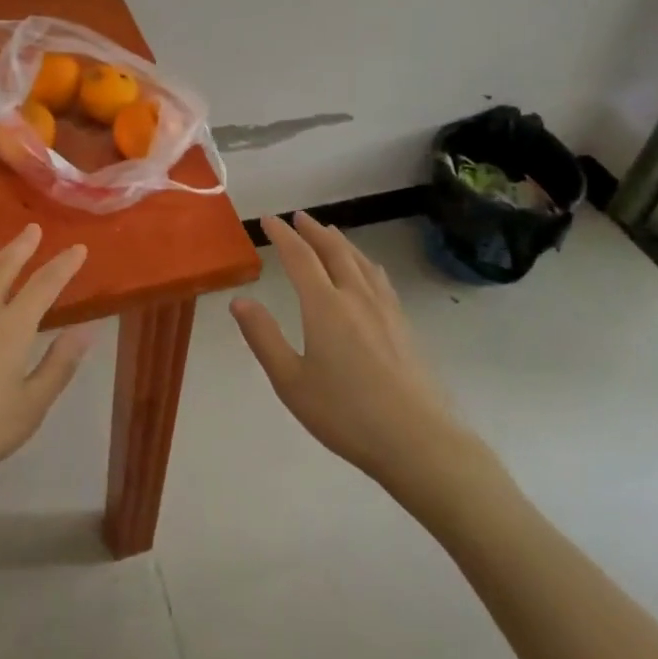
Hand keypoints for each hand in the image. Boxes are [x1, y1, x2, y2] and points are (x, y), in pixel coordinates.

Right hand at [231, 214, 495, 503]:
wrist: (418, 441)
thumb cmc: (346, 414)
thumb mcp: (291, 382)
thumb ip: (263, 337)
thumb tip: (239, 300)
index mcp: (325, 306)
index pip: (300, 257)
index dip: (282, 235)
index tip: (268, 219)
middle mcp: (355, 297)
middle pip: (334, 251)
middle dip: (313, 231)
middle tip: (299, 217)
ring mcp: (385, 309)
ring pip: (360, 261)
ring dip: (340, 242)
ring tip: (329, 233)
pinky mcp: (403, 325)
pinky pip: (379, 278)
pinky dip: (364, 262)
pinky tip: (367, 270)